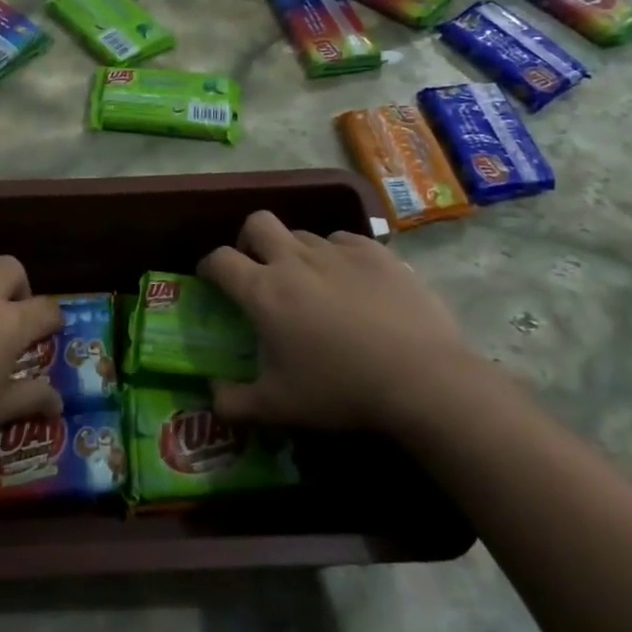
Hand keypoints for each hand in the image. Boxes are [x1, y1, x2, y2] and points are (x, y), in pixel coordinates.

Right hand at [199, 211, 482, 434]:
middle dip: (249, 240)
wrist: (423, 379)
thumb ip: (234, 403)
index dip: (209, 265)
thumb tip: (212, 395)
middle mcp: (295, 260)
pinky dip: (337, 256)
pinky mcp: (376, 252)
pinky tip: (352, 282)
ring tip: (312, 283)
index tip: (212, 279)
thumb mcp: (278, 408)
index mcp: (264, 291)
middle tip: (258, 268)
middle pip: (257, 223)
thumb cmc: (341, 390)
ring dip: (296, 252)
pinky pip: (344, 240)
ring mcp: (338, 251)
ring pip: (303, 234)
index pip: (220, 259)